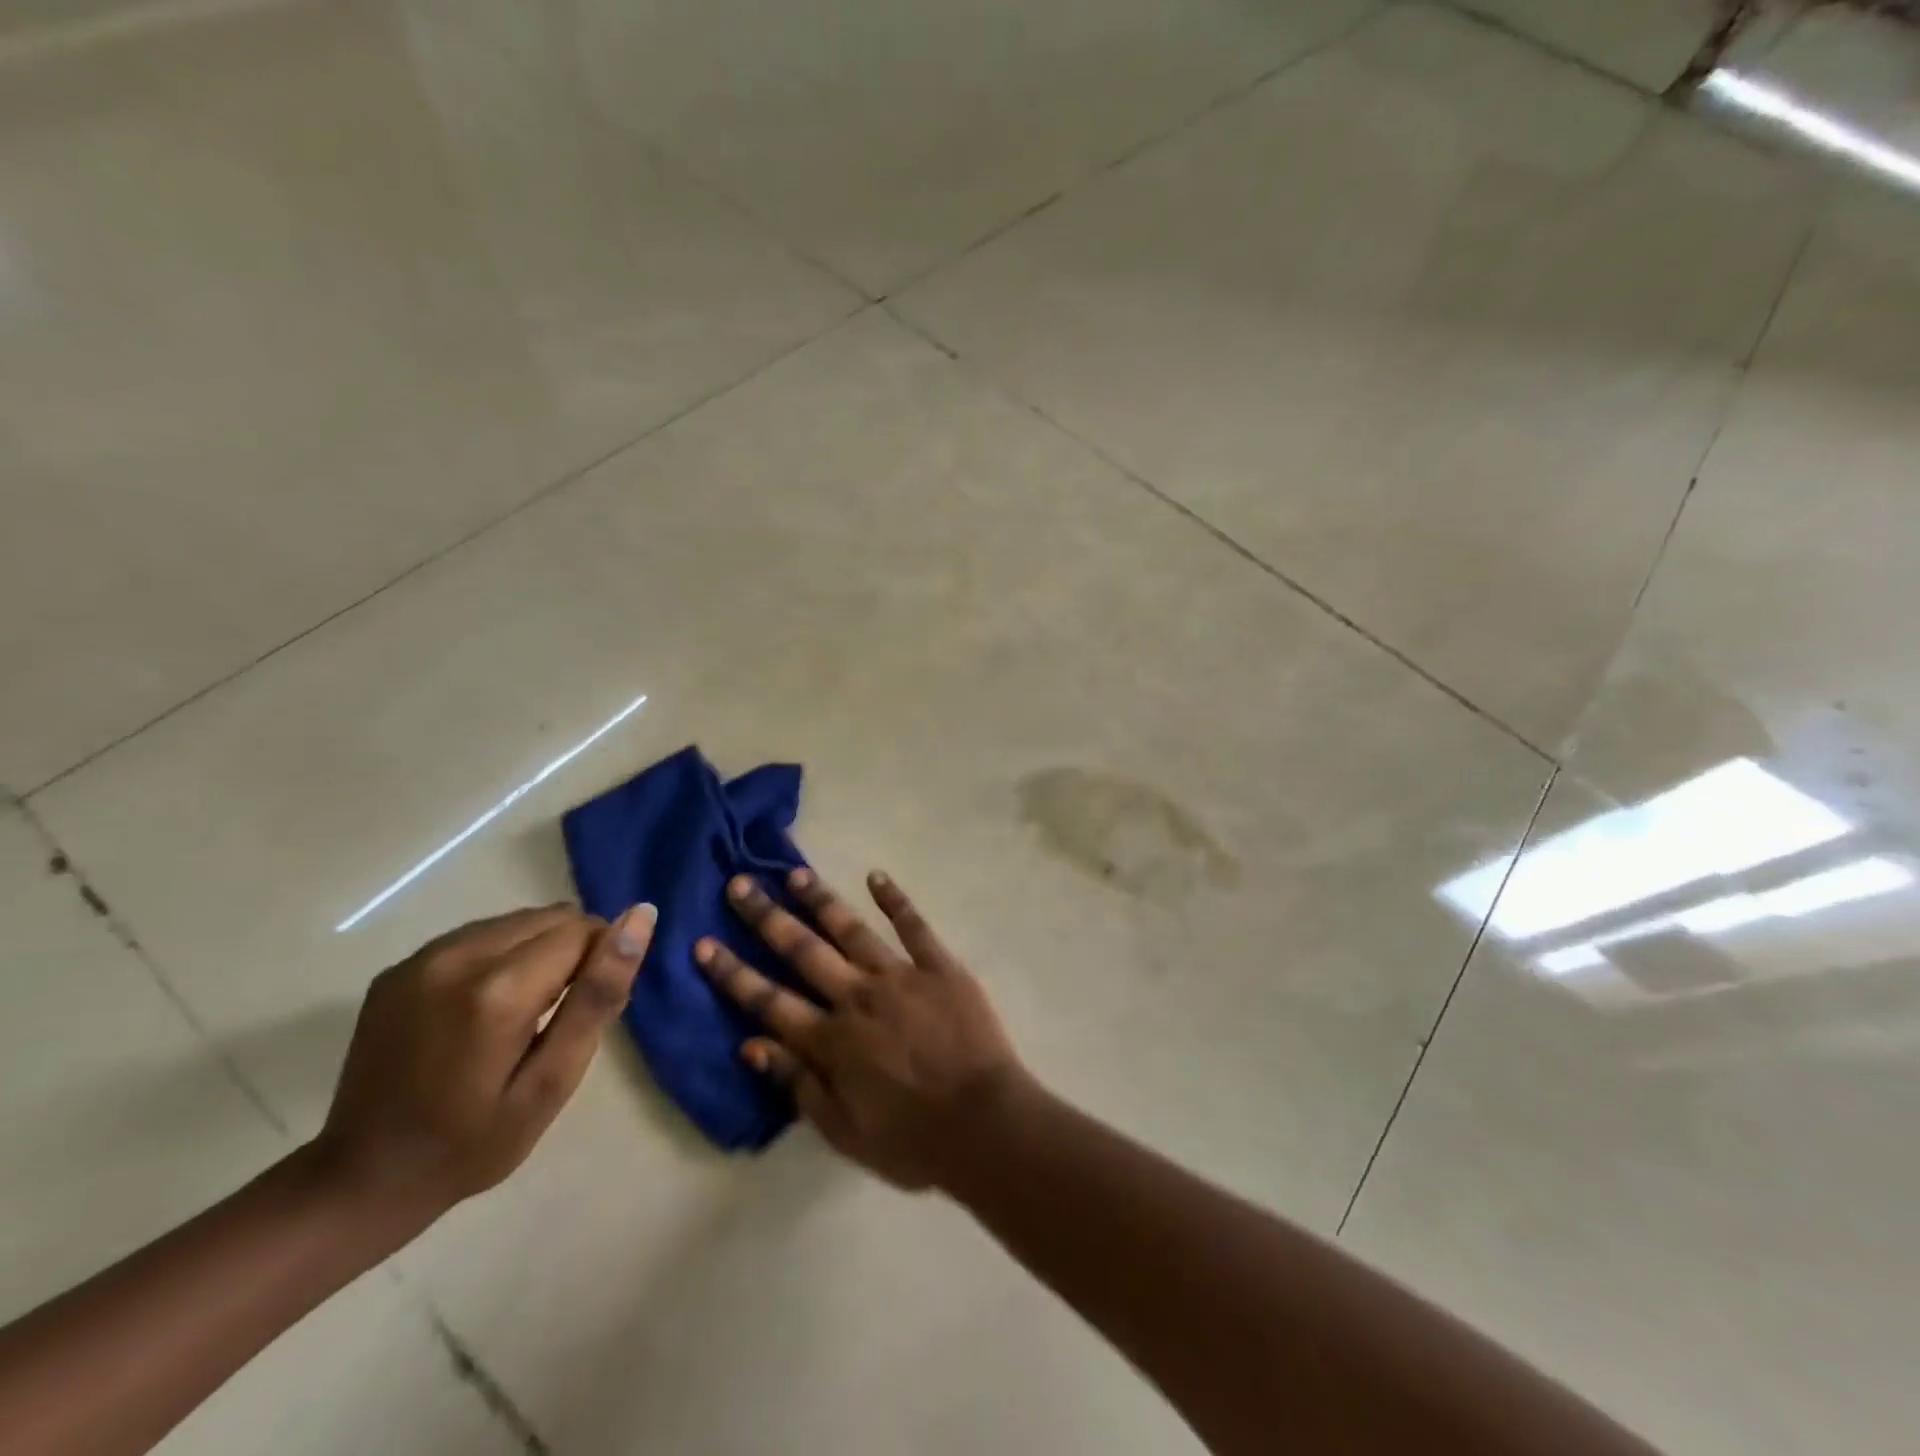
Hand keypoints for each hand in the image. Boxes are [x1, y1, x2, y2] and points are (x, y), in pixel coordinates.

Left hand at [309, 902, 653, 1229]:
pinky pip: (479, 934)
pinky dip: (501, 956)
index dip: (600, 964)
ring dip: (537, 951)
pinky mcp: (399, 967)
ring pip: (517, 921)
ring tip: (523, 1011)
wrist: (361, 1181)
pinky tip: (484, 1008)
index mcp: (498, 989)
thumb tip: (640, 918)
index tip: (586, 1010)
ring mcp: (421, 959)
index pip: (583, 930)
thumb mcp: (553, 1080)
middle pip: (551, 918)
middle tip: (557, 1016)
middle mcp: (457, 956)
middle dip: (571, 953)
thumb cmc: (474, 1142)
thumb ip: (599, 994)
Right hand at [697, 870, 1026, 1189]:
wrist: (984, 1125)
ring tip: (794, 873)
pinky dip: (894, 900)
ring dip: (820, 900)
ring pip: (851, 929)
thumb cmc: (911, 1139)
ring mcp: (900, 976)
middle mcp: (857, 997)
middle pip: (802, 951)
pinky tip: (876, 876)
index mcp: (831, 1039)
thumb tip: (750, 1045)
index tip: (703, 943)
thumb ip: (797, 1084)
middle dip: (766, 917)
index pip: (768, 1000)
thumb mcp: (842, 1130)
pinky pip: (914, 926)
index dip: (732, 974)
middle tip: (739, 884)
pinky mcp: (939, 967)